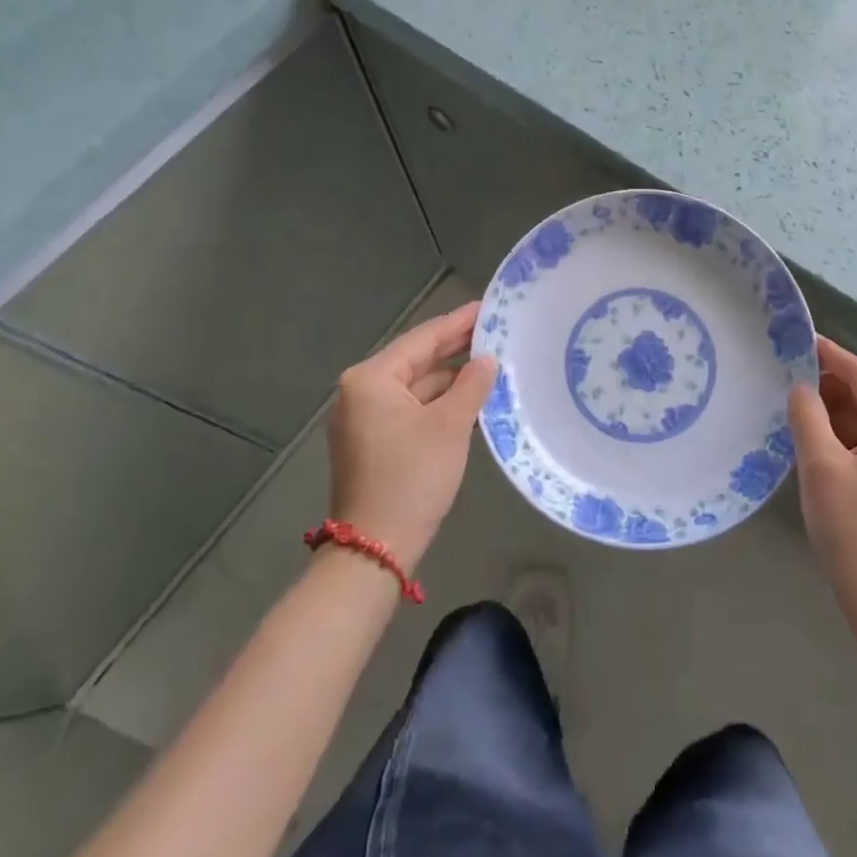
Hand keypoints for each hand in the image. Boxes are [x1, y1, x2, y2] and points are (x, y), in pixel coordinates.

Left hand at [326, 302, 496, 568]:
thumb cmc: (412, 478)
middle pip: (417, 359)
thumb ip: (472, 384)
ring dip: (451, 378)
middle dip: (456, 348)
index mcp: (371, 378)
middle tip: (495, 330)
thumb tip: (487, 360)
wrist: (374, 550)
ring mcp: (364, 418)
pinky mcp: (372, 441)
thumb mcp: (450, 426)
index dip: (459, 322)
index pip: (423, 339)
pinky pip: (411, 408)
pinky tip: (470, 397)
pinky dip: (439, 402)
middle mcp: (361, 391)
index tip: (489, 306)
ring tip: (492, 362)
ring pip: (416, 385)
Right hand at [789, 335, 856, 623]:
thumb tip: (801, 387)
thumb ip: (808, 415)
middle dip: (830, 385)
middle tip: (787, 377)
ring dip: (835, 412)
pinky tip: (817, 439)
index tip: (799, 340)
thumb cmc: (852, 530)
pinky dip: (846, 435)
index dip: (831, 355)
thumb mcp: (820, 466)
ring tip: (796, 407)